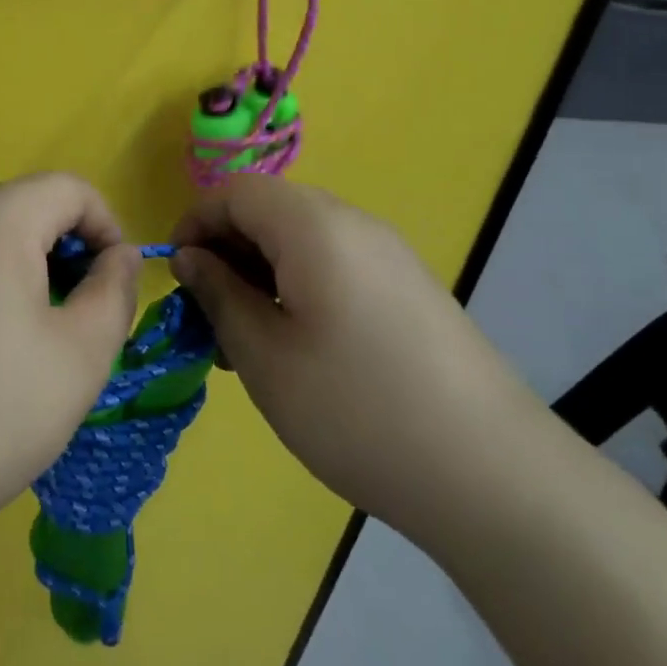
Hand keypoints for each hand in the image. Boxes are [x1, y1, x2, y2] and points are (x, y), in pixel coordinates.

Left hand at [0, 174, 140, 553]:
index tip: (113, 284)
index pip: (69, 189)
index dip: (106, 227)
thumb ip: (115, 290)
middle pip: (26, 205)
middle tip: (75, 314)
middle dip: (64, 247)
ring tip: (31, 334)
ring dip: (24, 263)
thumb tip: (120, 255)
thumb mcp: (82, 354)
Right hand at [170, 177, 544, 547]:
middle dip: (227, 252)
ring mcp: (388, 254)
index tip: (175, 276)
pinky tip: (297, 347)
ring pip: (301, 240)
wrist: (491, 473)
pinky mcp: (407, 287)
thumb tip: (189, 258)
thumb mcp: (265, 357)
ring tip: (248, 341)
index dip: (195, 223)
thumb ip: (219, 296)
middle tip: (210, 318)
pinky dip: (298, 287)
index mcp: (314, 226)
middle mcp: (354, 223)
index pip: (236, 192)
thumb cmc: (357, 410)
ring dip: (260, 274)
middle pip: (269, 211)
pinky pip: (334, 264)